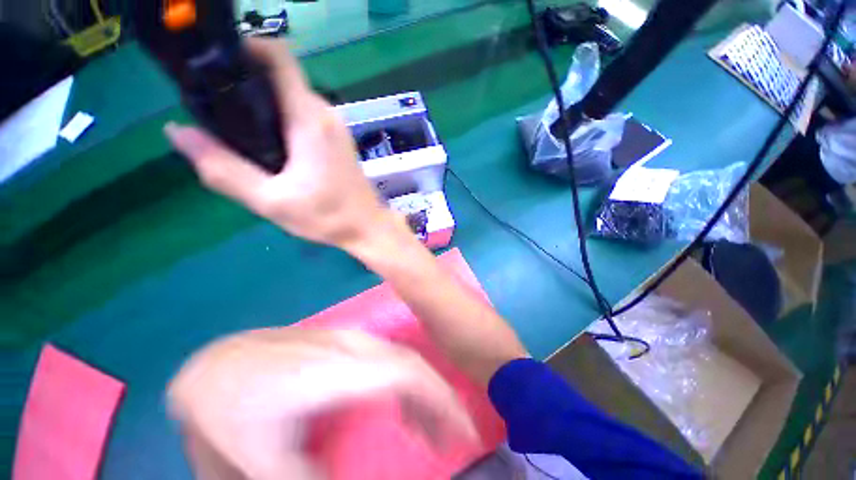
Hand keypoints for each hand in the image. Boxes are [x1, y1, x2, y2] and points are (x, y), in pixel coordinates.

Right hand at [164, 39, 391, 250]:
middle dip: (245, 80)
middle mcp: (325, 113)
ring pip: (292, 96)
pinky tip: (267, 142)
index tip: (216, 60)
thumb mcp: (271, 200)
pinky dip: (280, 117)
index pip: (279, 57)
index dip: (247, 47)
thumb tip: (178, 132)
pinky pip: (304, 114)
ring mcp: (335, 126)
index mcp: (309, 119)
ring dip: (262, 102)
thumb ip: (223, 168)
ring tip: (235, 126)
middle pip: (281, 76)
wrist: (367, 226)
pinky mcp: (338, 138)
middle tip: (214, 105)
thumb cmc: (328, 217)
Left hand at [168, 328, 477, 479]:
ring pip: (402, 360)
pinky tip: (400, 406)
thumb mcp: (265, 460)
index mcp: (341, 369)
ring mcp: (351, 340)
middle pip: (411, 365)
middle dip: (438, 400)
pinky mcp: (347, 343)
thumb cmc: (233, 406)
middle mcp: (355, 347)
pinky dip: (403, 385)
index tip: (463, 430)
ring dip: (421, 394)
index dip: (441, 398)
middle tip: (451, 439)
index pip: (408, 374)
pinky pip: (387, 360)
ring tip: (429, 430)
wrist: (216, 363)